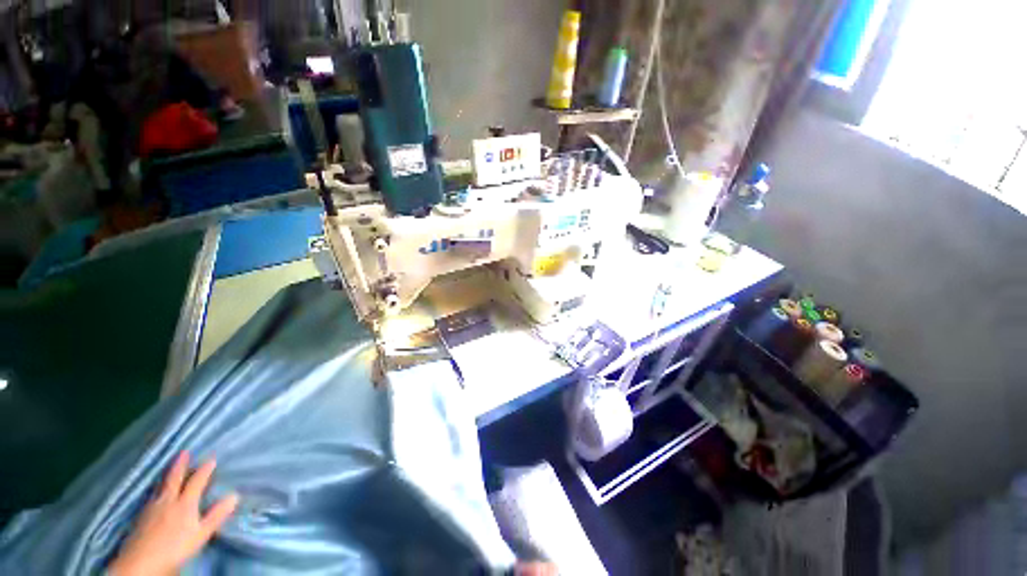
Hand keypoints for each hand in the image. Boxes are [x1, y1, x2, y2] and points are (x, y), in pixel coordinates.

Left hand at [109, 451, 238, 575]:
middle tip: (184, 452)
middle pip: (174, 479)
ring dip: (167, 475)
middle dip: (180, 465)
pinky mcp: (141, 516)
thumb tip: (234, 495)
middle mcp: (168, 500)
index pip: (196, 482)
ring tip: (169, 467)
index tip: (212, 458)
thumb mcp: (200, 534)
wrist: (141, 561)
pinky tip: (155, 492)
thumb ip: (216, 515)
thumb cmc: (176, 548)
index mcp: (185, 503)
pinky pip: (151, 495)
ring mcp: (151, 507)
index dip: (205, 470)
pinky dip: (156, 488)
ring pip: (161, 486)